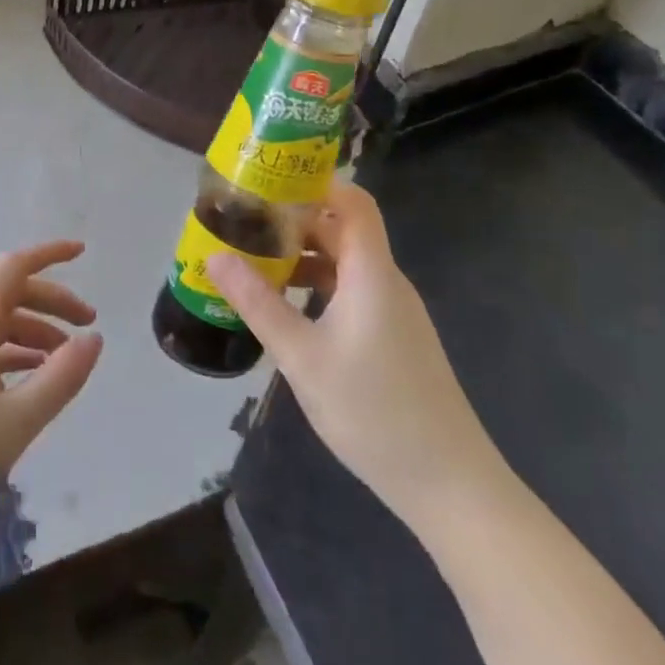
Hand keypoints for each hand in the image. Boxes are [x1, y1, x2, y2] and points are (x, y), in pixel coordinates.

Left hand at [0, 241, 102, 543]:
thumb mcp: (17, 421)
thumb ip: (61, 376)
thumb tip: (93, 339)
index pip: (12, 268)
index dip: (48, 255)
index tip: (83, 253)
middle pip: (7, 295)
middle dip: (51, 303)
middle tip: (88, 325)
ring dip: (33, 333)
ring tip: (64, 361)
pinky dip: (11, 355)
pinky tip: (28, 382)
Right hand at [208, 183, 504, 526]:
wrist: (449, 484)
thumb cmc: (374, 411)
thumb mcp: (302, 357)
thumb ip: (258, 304)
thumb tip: (215, 257)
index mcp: (372, 273)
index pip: (352, 202)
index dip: (315, 182)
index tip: (268, 180)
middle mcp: (386, 282)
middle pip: (343, 229)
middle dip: (294, 220)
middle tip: (244, 221)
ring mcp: (392, 311)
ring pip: (344, 264)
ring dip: (302, 256)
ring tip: (253, 259)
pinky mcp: (391, 337)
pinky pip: (349, 292)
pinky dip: (316, 286)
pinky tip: (283, 306)